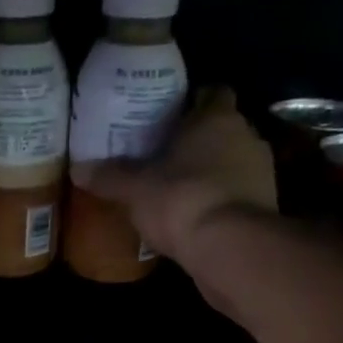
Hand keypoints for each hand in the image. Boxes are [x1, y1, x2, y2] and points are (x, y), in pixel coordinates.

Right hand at [73, 88, 278, 262]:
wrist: (229, 248)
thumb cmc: (181, 199)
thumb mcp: (135, 189)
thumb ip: (109, 177)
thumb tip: (77, 169)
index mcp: (217, 118)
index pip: (212, 94)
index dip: (193, 103)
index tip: (170, 117)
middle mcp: (246, 136)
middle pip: (222, 129)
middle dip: (198, 141)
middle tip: (166, 155)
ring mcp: (262, 172)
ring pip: (232, 163)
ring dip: (212, 173)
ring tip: (179, 189)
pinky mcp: (265, 206)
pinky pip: (237, 194)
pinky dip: (220, 201)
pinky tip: (195, 216)